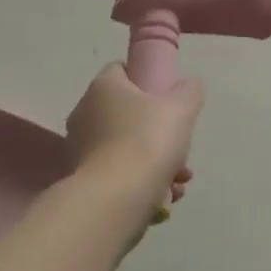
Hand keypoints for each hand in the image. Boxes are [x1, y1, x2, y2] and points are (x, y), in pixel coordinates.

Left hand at [64, 63, 202, 219]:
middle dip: (158, 129)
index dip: (146, 77)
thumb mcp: (181, 108)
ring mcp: (81, 149)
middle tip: (180, 143)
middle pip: (128, 112)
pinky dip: (142, 180)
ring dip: (156, 159)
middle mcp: (85, 113)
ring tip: (179, 179)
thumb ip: (189, 91)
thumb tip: (188, 85)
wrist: (115, 201)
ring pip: (127, 145)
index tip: (167, 95)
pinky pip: (119, 172)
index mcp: (103, 87)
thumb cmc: (147, 141)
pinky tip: (165, 195)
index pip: (122, 69)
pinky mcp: (84, 180)